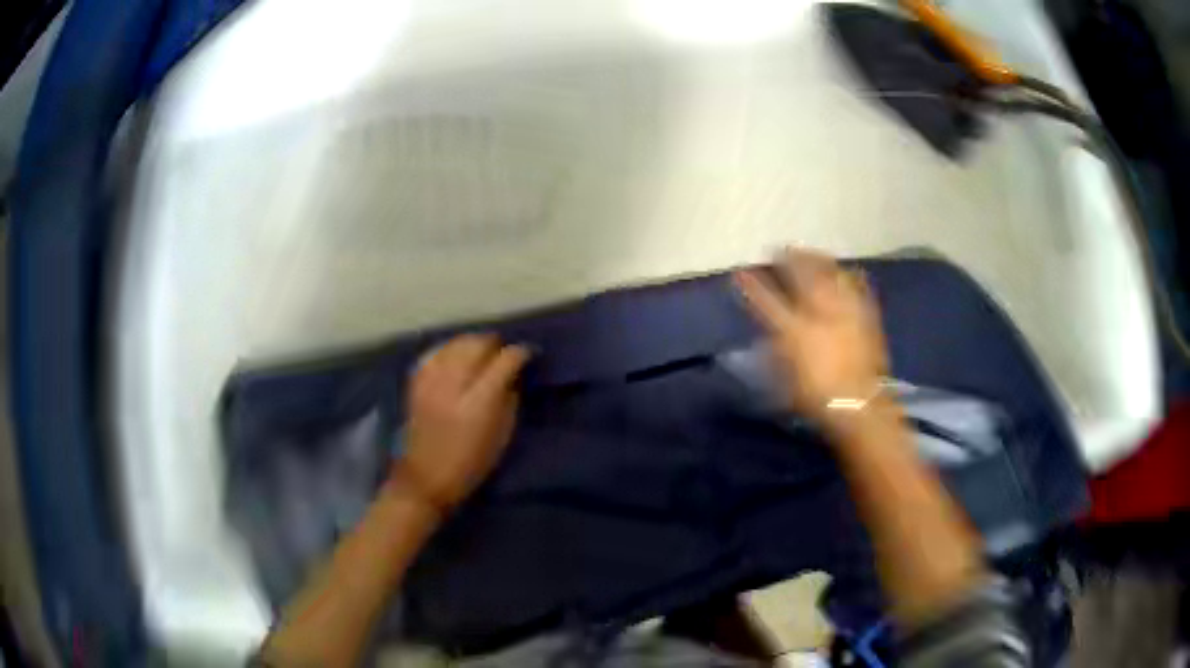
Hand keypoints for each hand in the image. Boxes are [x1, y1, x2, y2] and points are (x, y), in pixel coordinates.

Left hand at [396, 334, 530, 509]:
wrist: (426, 477)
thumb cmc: (471, 463)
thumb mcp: (502, 437)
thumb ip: (509, 400)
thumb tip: (513, 375)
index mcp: (479, 403)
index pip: (504, 362)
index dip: (519, 354)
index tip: (526, 355)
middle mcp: (454, 385)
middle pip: (477, 345)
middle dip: (494, 345)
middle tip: (503, 353)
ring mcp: (432, 381)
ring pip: (455, 344)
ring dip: (472, 343)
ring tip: (481, 350)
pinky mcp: (416, 382)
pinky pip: (434, 352)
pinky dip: (448, 348)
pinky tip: (455, 353)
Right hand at [735, 249, 888, 433]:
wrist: (858, 405)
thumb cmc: (816, 397)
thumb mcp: (785, 377)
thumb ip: (775, 350)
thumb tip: (770, 333)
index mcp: (793, 329)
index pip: (766, 300)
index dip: (752, 284)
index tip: (740, 272)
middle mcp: (819, 312)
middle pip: (802, 275)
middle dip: (788, 258)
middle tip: (780, 248)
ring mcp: (844, 311)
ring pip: (830, 274)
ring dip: (818, 260)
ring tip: (811, 252)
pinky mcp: (865, 316)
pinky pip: (857, 287)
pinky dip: (850, 276)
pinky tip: (847, 270)